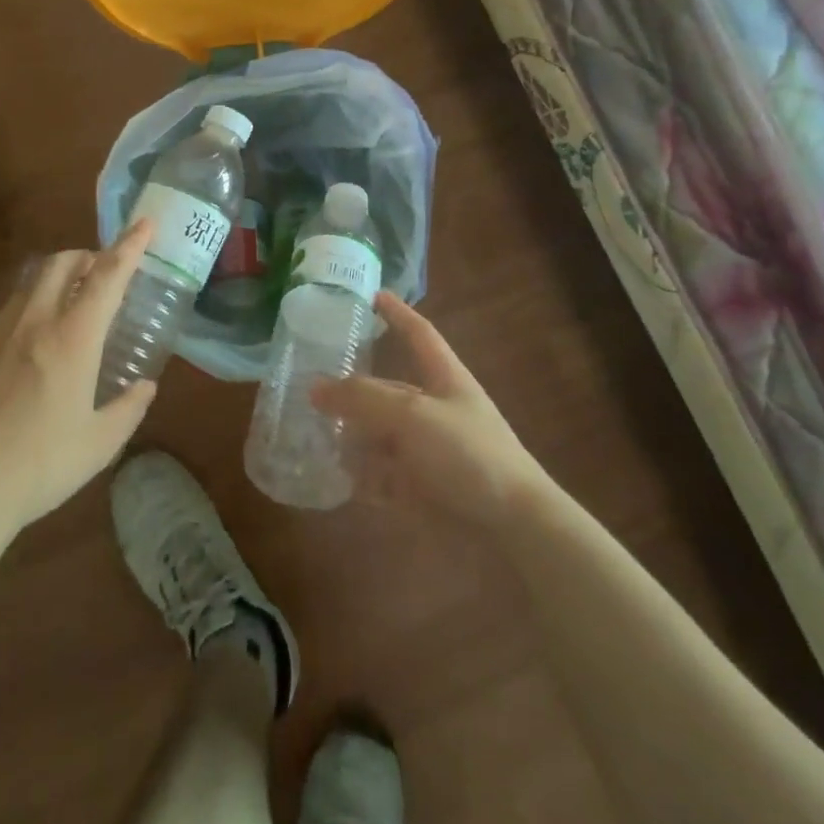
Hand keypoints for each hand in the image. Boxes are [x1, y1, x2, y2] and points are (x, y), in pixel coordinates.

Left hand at [0, 222, 157, 530]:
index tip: (144, 223)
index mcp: (72, 339)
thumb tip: (144, 387)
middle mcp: (31, 324)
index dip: (129, 246)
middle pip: (59, 264)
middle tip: (99, 270)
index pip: (107, 276)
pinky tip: (17, 366)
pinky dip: (19, 327)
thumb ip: (127, 409)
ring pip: (25, 289)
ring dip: (50, 285)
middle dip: (84, 255)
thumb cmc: (38, 467)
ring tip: (62, 310)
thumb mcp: (98, 445)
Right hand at [310, 292, 547, 533]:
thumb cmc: (469, 454)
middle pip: (388, 390)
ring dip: (349, 435)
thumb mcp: (413, 416)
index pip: (418, 334)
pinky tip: (330, 475)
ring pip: (379, 435)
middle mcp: (434, 411)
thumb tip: (314, 386)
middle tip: (308, 380)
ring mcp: (428, 452)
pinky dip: (359, 476)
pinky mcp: (422, 490)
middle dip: (353, 388)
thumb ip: (362, 399)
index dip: (397, 313)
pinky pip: (381, 476)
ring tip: (308, 430)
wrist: (514, 529)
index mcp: (444, 379)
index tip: (371, 294)